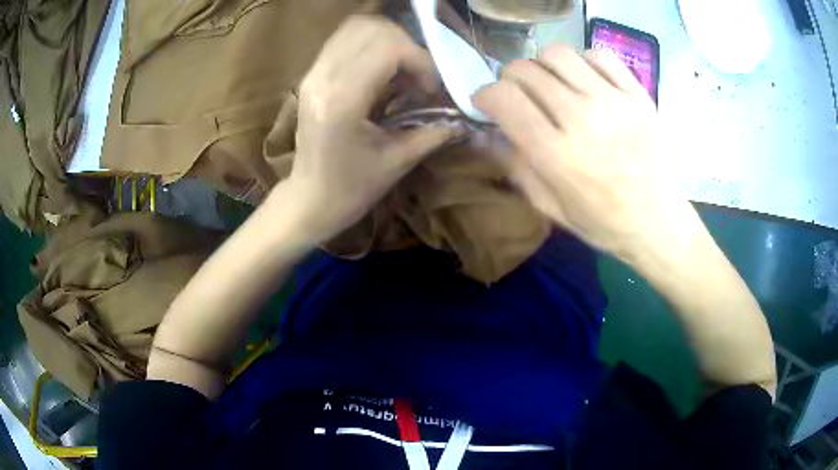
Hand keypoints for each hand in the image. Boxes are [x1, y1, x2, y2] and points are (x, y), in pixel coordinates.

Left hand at [286, 16, 458, 241]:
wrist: (310, 199)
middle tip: (418, 76)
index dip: (420, 60)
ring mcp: (313, 73)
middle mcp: (322, 78)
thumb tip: (463, 117)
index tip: (430, 88)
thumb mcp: (397, 162)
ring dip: (389, 41)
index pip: (388, 48)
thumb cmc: (352, 189)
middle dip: (407, 46)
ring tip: (402, 71)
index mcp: (342, 101)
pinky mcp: (311, 75)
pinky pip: (345, 39)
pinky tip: (384, 70)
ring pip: (357, 27)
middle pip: (372, 29)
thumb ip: (432, 131)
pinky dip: (371, 45)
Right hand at [474, 46, 682, 260]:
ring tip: (550, 84)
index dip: (485, 94)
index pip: (504, 98)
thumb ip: (515, 165)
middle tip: (518, 94)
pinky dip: (582, 62)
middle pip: (526, 70)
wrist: (658, 222)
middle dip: (510, 79)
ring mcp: (615, 102)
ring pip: (558, 54)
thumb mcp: (550, 206)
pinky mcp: (638, 95)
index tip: (487, 103)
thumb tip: (488, 131)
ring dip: (543, 66)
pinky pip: (599, 55)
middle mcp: (583, 120)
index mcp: (557, 155)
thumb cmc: (603, 222)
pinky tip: (583, 81)